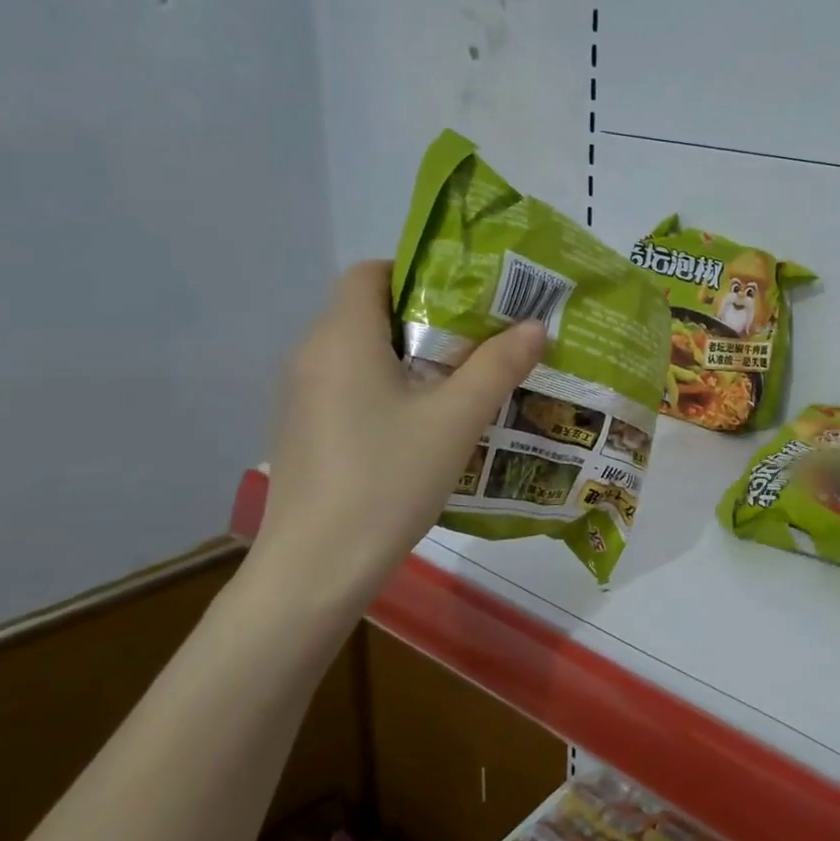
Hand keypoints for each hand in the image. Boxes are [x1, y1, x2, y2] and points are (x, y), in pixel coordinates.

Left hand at [253, 261, 545, 601]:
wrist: (316, 569)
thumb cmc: (388, 480)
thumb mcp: (456, 420)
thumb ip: (498, 366)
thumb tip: (535, 326)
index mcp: (342, 338)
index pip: (371, 271)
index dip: (420, 271)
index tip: (470, 295)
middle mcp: (312, 356)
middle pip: (371, 311)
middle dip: (430, 316)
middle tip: (485, 335)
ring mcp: (303, 397)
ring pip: (364, 352)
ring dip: (413, 355)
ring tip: (468, 376)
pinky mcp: (308, 431)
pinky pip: (353, 386)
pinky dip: (392, 386)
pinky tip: (429, 421)